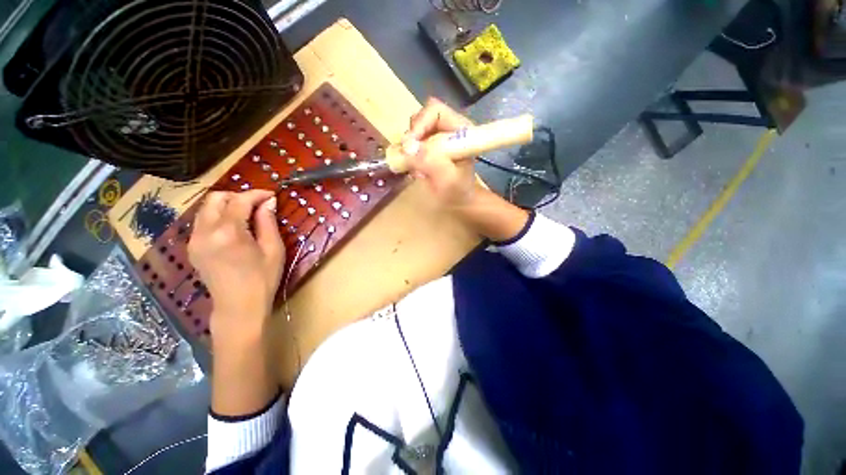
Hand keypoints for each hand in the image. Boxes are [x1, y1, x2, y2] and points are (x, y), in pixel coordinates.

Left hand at [188, 190, 283, 342]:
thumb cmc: (262, 279)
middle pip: (215, 198)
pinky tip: (234, 227)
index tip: (272, 195)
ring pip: (206, 208)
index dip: (256, 194)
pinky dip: (218, 216)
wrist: (239, 307)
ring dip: (226, 205)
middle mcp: (205, 232)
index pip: (239, 201)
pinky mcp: (192, 248)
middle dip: (238, 196)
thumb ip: (268, 222)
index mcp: (228, 232)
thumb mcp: (273, 249)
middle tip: (258, 204)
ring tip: (247, 214)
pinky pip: (202, 221)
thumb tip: (269, 202)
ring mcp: (195, 240)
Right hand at [403, 98, 529, 241]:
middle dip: (412, 137)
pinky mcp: (429, 146)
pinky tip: (416, 170)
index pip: (436, 111)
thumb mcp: (447, 181)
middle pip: (422, 118)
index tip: (409, 146)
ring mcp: (438, 137)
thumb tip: (408, 147)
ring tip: (415, 168)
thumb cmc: (457, 193)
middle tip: (408, 158)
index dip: (420, 124)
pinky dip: (409, 155)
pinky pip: (412, 143)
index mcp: (461, 130)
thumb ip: (431, 163)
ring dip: (409, 148)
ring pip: (414, 130)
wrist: (458, 202)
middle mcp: (449, 129)